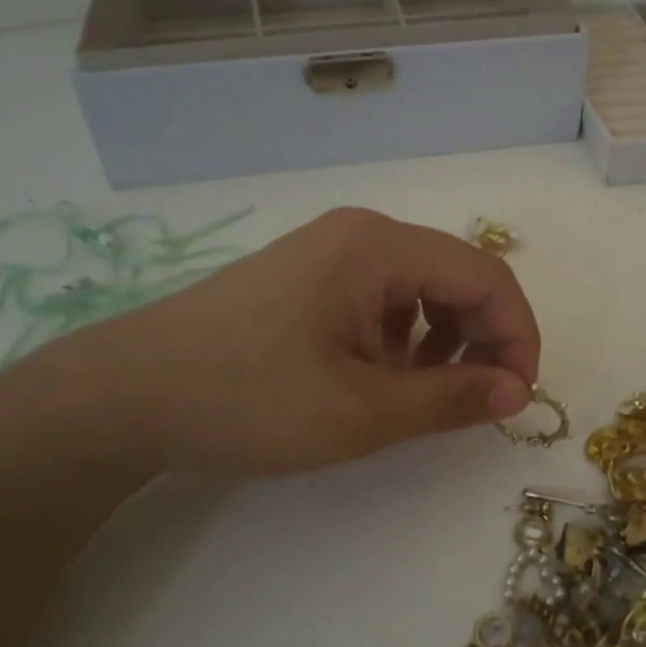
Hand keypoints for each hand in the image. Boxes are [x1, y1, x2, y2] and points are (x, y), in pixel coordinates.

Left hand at [55, 208, 539, 476]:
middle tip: (481, 401)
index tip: (519, 396)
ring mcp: (330, 252)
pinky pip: (382, 298)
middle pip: (456, 275)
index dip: (518, 335)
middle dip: (483, 338)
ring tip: (426, 392)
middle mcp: (360, 234)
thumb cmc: (248, 400)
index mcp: (378, 247)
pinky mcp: (308, 277)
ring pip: (421, 288)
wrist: (127, 395)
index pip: (485, 276)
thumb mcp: (360, 412)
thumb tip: (517, 393)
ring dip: (444, 339)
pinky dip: (403, 337)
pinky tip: (382, 376)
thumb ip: (449, 399)